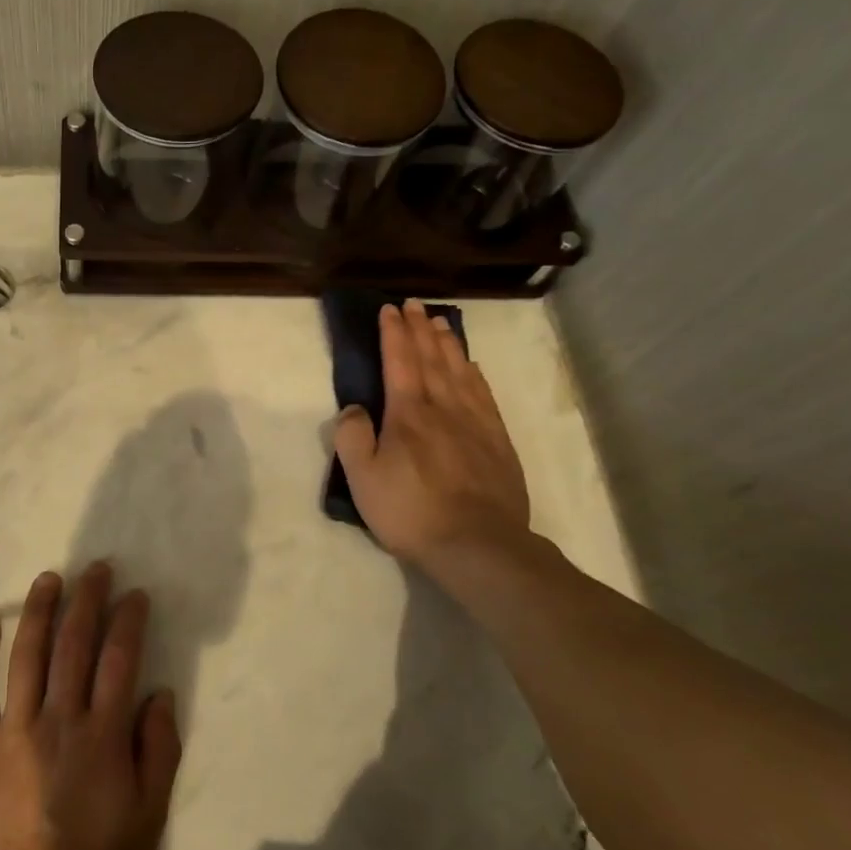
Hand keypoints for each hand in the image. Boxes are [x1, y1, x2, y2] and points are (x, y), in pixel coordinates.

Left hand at [0, 564, 181, 849]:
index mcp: (103, 735)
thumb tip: (160, 695)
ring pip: (28, 654)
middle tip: (95, 569)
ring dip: (39, 610)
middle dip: (87, 600)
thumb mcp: (148, 821)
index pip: (120, 660)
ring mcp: (13, 728)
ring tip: (49, 578)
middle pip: (75, 644)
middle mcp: (60, 719)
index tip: (133, 594)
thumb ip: (158, 753)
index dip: (128, 621)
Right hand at [334, 301, 531, 575]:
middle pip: (432, 359)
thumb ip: (352, 437)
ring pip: (460, 372)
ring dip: (448, 344)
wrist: (478, 545)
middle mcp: (443, 408)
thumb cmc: (411, 511)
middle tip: (415, 304)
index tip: (390, 309)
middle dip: (420, 329)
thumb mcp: (363, 479)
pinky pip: (484, 395)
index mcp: (408, 414)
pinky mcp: (498, 442)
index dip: (394, 333)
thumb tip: (354, 408)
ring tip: (441, 323)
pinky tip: (472, 367)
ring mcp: (476, 423)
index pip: (399, 362)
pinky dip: (475, 374)